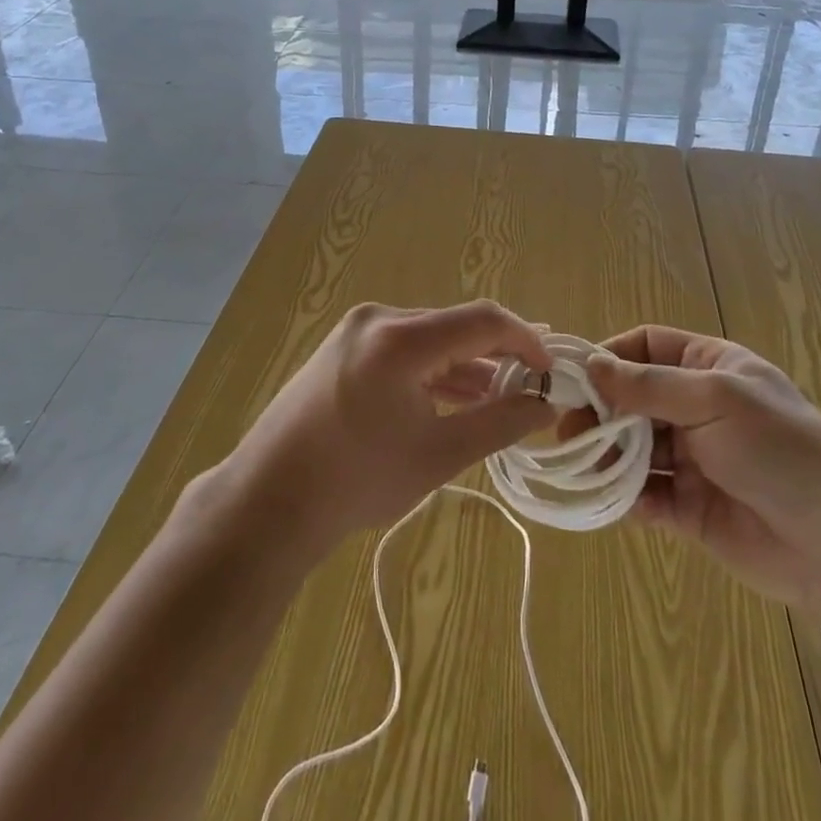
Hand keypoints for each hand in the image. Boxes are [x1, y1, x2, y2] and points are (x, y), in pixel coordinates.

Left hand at [225, 301, 555, 550]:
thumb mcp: (439, 454)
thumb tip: (546, 404)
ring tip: (501, 397)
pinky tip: (456, 397)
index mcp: (401, 338)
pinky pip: (405, 349)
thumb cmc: (358, 481)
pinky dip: (434, 370)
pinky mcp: (344, 347)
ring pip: (430, 338)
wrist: (269, 502)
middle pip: (455, 326)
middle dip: (497, 355)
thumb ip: (500, 423)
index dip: (525, 340)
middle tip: (531, 387)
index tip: (551, 371)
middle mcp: (378, 319)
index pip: (482, 320)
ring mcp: (357, 331)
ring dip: (465, 365)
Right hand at [585, 325, 820, 616]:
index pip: (645, 347)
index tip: (574, 378)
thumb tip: (591, 365)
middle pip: (632, 398)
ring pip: (634, 447)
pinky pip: (647, 494)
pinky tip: (612, 499)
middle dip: (600, 411)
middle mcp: (697, 407)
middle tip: (566, 430)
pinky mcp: (691, 508)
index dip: (609, 357)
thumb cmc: (780, 450)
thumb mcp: (715, 400)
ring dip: (607, 454)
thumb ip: (649, 385)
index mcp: (709, 367)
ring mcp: (693, 458)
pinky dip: (625, 496)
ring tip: (584, 465)